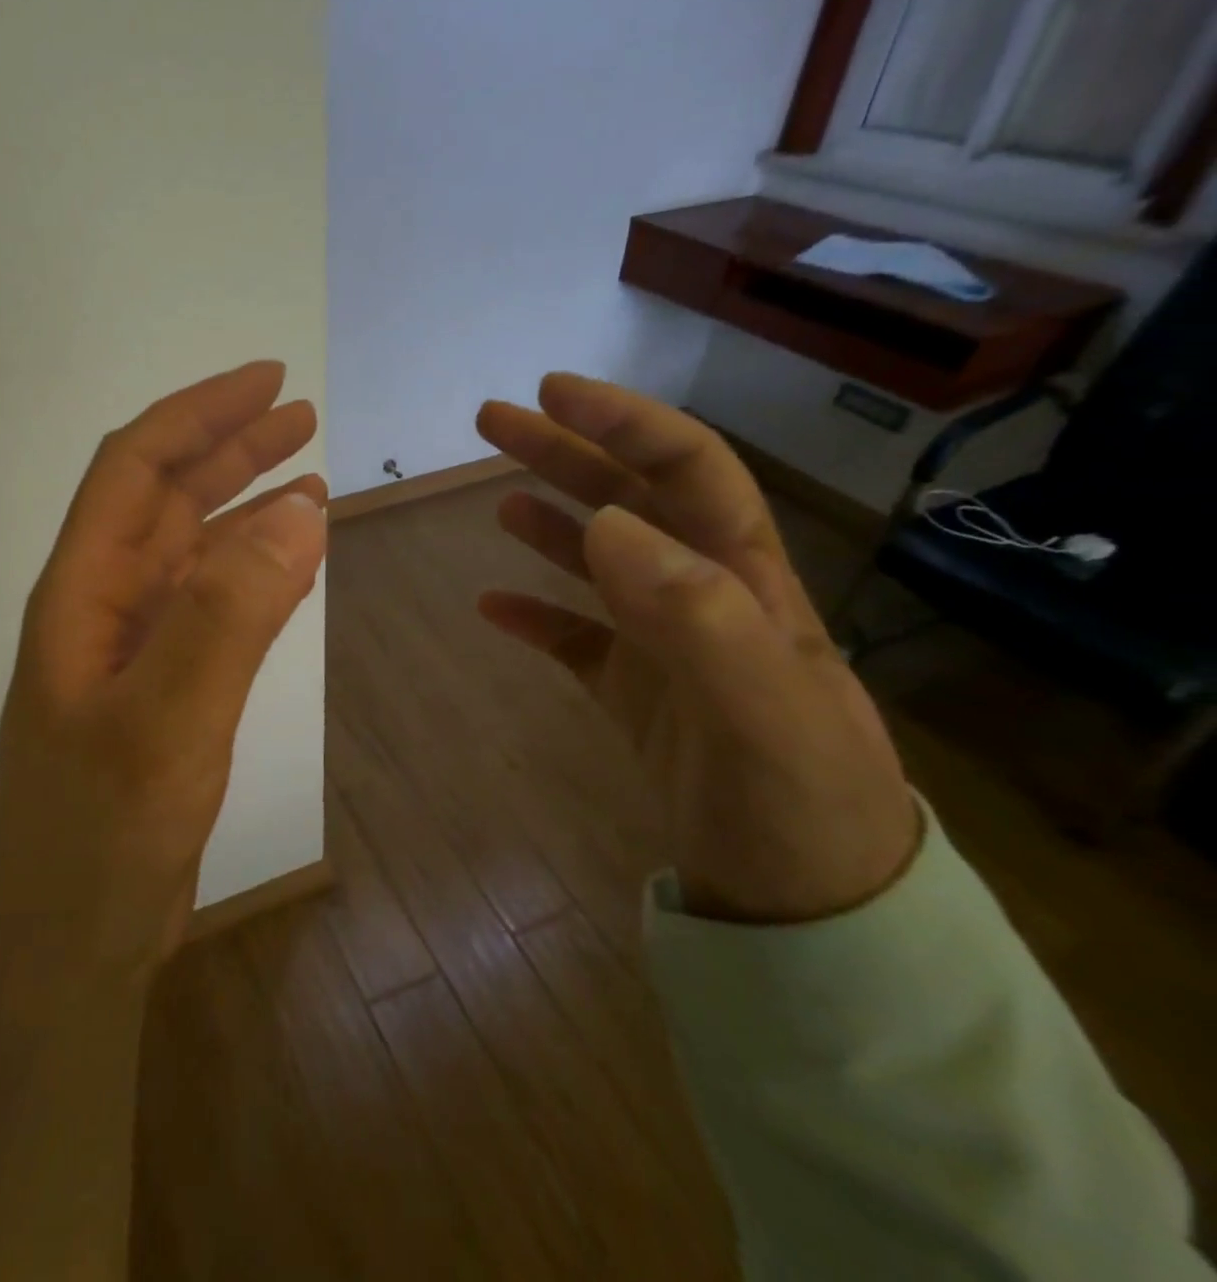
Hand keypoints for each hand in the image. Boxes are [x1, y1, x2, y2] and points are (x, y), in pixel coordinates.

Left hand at [0, 361, 326, 984]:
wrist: (72, 944)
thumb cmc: (101, 837)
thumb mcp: (165, 722)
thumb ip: (226, 616)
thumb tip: (297, 511)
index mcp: (80, 595)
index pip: (134, 470)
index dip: (198, 416)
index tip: (269, 381)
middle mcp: (100, 608)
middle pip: (163, 501)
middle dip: (228, 449)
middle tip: (300, 416)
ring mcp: (129, 651)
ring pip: (189, 553)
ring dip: (243, 508)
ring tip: (307, 478)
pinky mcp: (160, 691)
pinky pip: (209, 607)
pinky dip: (250, 573)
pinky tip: (286, 563)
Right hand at [476, 374, 919, 923]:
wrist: (806, 906)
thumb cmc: (795, 804)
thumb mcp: (763, 713)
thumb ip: (697, 615)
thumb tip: (609, 524)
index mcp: (742, 582)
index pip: (687, 471)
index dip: (624, 422)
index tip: (552, 393)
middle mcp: (702, 597)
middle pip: (630, 501)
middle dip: (566, 452)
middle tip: (493, 421)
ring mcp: (663, 647)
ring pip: (599, 561)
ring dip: (551, 519)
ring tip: (498, 497)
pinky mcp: (634, 694)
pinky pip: (575, 639)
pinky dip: (535, 615)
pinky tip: (493, 606)